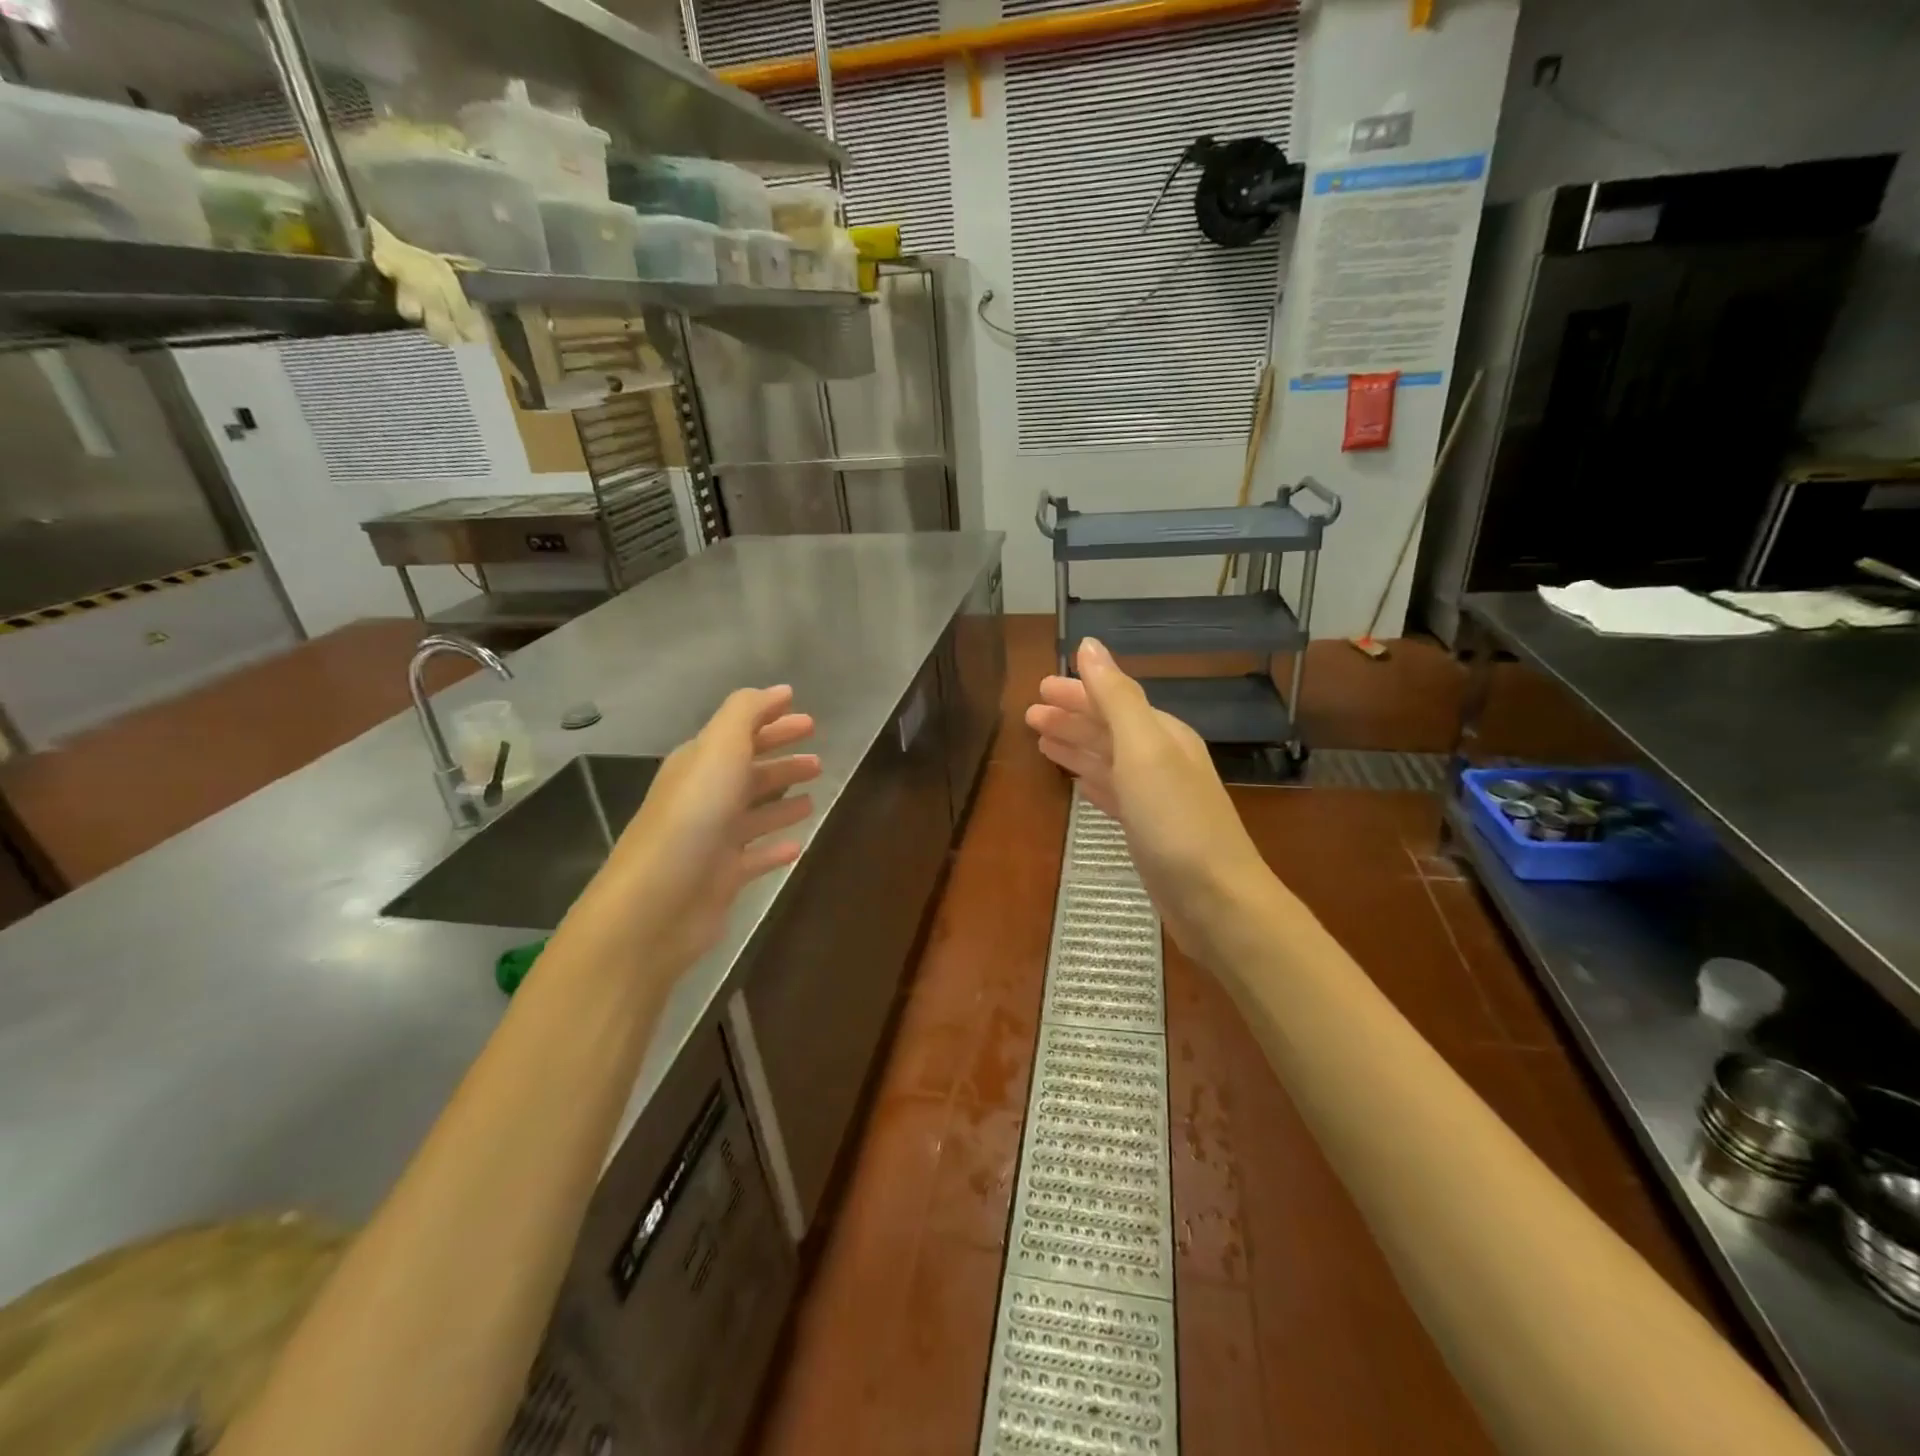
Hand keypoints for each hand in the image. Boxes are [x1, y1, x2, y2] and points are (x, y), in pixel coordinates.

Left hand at [565, 686, 819, 977]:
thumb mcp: (719, 751)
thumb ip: (745, 715)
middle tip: (817, 758)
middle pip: (748, 771)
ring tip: (815, 794)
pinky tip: (798, 845)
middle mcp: (704, 797)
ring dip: (783, 800)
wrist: (655, 905)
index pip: (739, 732)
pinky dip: (775, 847)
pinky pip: (756, 856)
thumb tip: (775, 691)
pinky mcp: (722, 878)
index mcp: (699, 764)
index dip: (771, 721)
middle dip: (781, 760)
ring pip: (755, 812)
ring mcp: (712, 839)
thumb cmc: (692, 819)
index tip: (806, 716)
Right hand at [1025, 640, 1267, 954]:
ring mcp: (1155, 797)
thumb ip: (1116, 697)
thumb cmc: (1175, 820)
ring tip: (1042, 742)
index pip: (1112, 700)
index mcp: (1161, 734)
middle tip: (1030, 715)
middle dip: (1071, 718)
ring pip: (1107, 761)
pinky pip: (1112, 793)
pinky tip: (1077, 782)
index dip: (1077, 691)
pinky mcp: (1148, 831)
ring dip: (1076, 747)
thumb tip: (1089, 645)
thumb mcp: (1143, 748)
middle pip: (1108, 729)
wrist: (1215, 899)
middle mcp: (1160, 759)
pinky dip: (1092, 782)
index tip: (1039, 687)